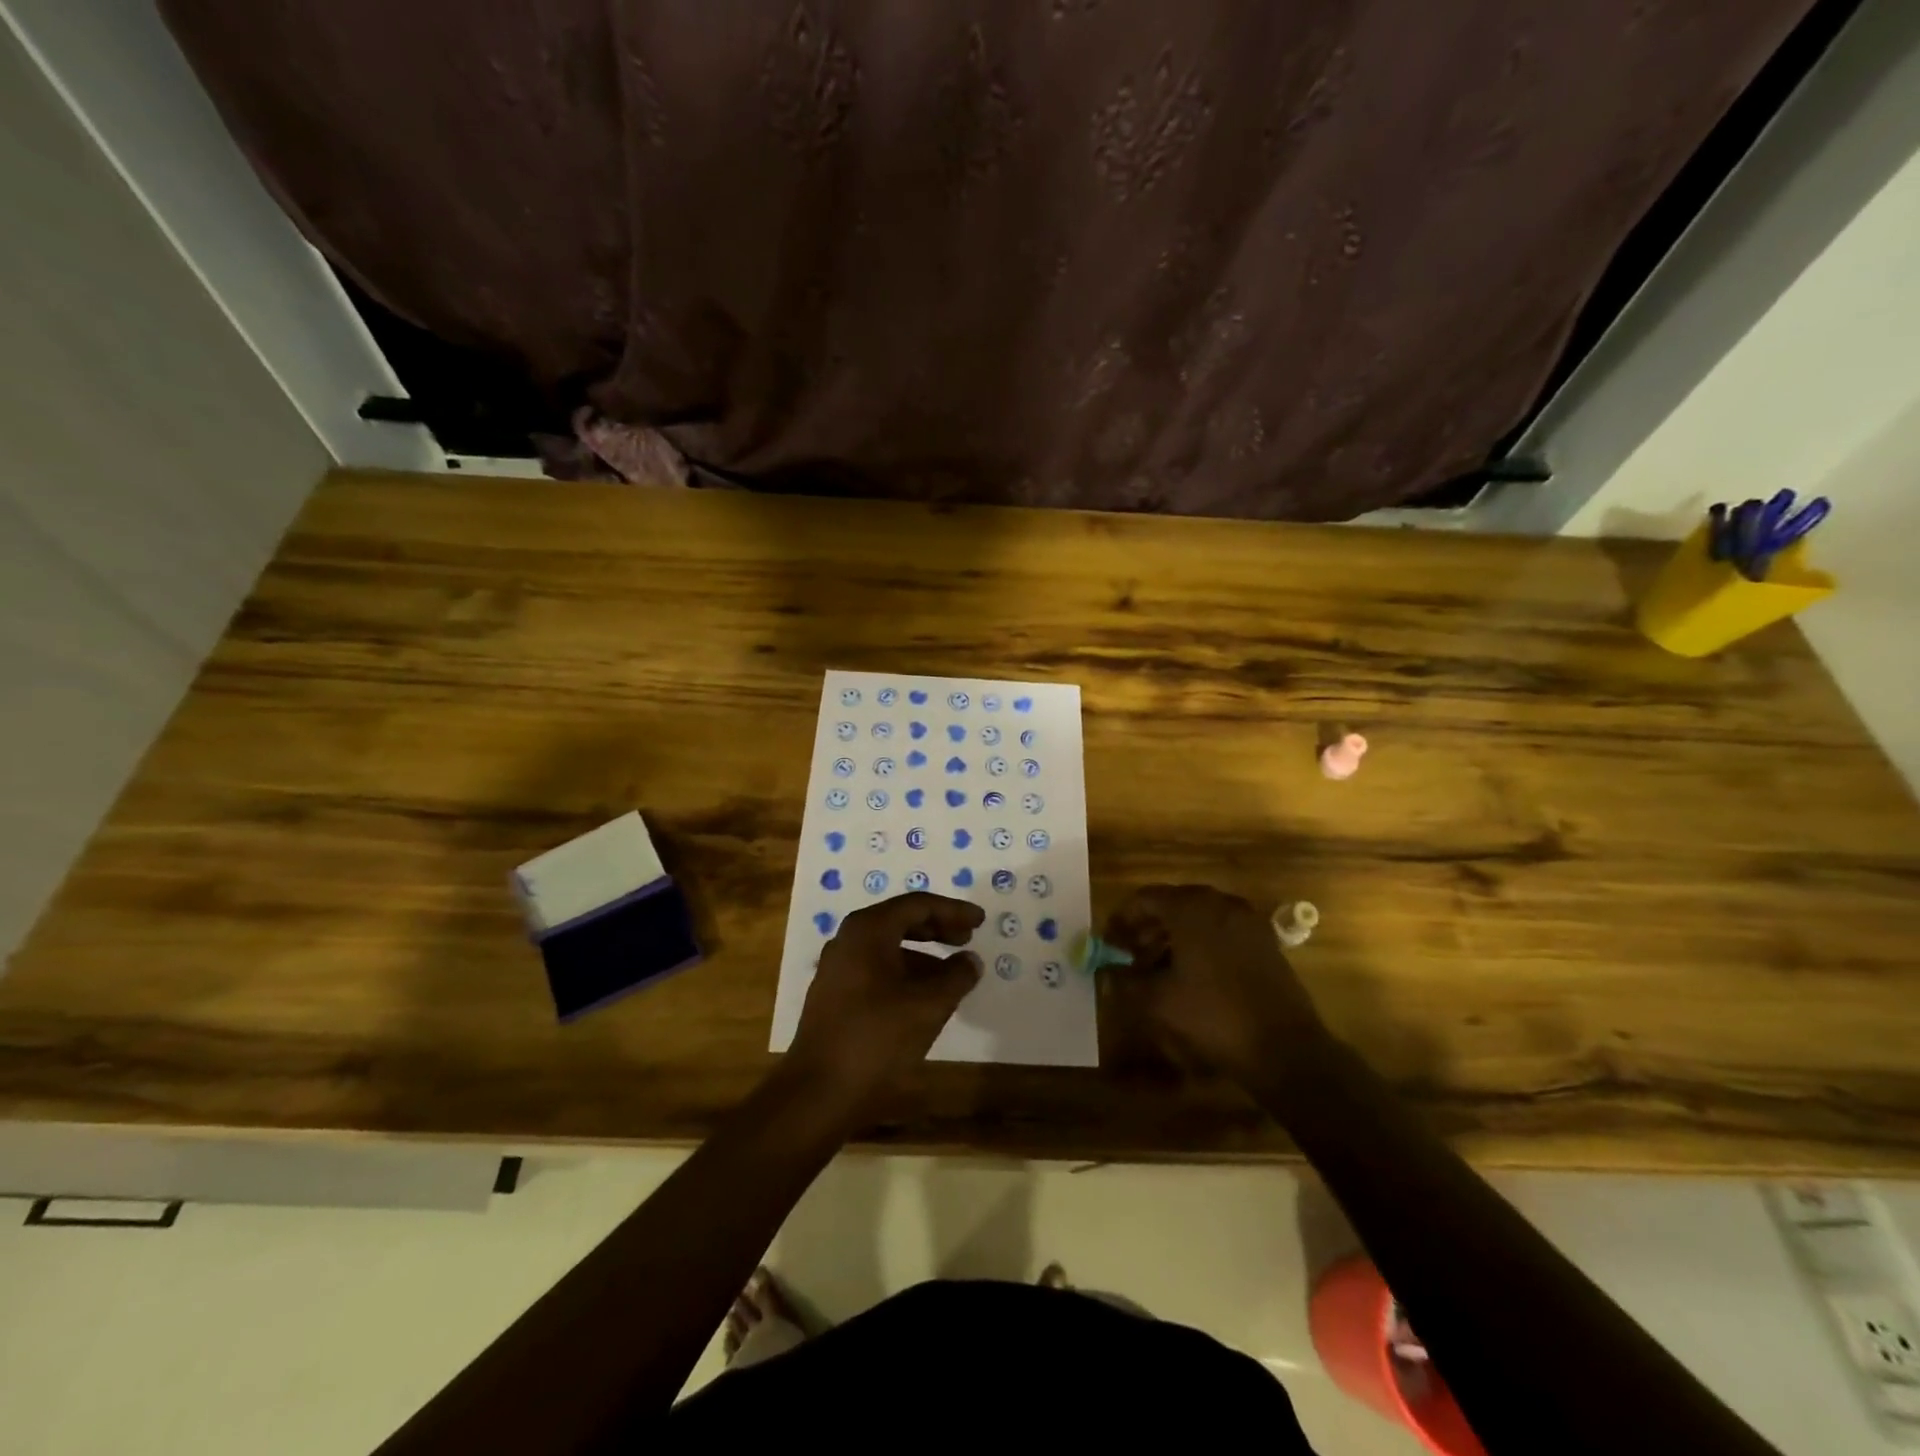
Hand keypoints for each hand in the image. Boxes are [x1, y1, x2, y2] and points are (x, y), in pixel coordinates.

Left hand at [789, 892, 983, 1106]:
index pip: (918, 905)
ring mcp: (838, 967)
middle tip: (968, 938)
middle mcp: (849, 940)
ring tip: (953, 974)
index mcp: (869, 930)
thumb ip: (956, 977)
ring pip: (889, 947)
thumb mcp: (928, 1006)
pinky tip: (925, 997)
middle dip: (938, 928)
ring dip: (924, 955)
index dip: (953, 911)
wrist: (818, 1092)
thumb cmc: (876, 1038)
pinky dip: (906, 973)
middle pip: (901, 921)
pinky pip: (877, 969)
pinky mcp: (835, 995)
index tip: (980, 921)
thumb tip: (970, 961)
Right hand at [1104, 884, 1326, 1077]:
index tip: (1109, 943)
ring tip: (1155, 969)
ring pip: (1198, 918)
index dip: (1122, 919)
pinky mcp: (1264, 943)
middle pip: (1173, 905)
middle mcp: (1221, 904)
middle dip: (1146, 928)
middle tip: (1129, 955)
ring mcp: (1247, 922)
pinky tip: (1189, 976)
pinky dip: (1199, 944)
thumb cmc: (1214, 1016)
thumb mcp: (1159, 1002)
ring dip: (1172, 938)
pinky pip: (1221, 932)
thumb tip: (1104, 974)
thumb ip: (1125, 982)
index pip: (1146, 898)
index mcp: (1192, 908)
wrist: (1286, 1049)